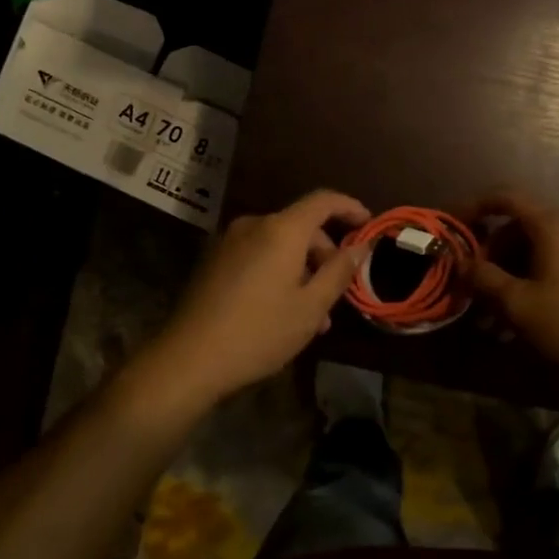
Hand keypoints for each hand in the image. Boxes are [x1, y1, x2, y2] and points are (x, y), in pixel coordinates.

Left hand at [148, 189, 372, 403]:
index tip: (369, 225)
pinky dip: (279, 272)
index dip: (350, 208)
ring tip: (315, 315)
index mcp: (281, 229)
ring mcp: (229, 242)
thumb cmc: (260, 331)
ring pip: (279, 245)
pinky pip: (258, 256)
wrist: (189, 358)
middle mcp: (254, 225)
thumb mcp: (311, 307)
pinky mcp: (214, 261)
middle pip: (301, 226)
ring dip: (303, 270)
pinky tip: (284, 311)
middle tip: (340, 290)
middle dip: (326, 253)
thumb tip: (360, 247)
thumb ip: (339, 271)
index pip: (324, 200)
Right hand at [469, 189, 558, 385]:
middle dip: (491, 256)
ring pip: (537, 251)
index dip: (474, 207)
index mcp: (554, 226)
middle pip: (519, 228)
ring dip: (510, 276)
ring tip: (491, 318)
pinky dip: (533, 282)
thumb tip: (462, 262)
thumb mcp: (517, 304)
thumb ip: (484, 277)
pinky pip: (556, 264)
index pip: (506, 199)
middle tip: (472, 288)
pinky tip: (520, 319)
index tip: (452, 226)